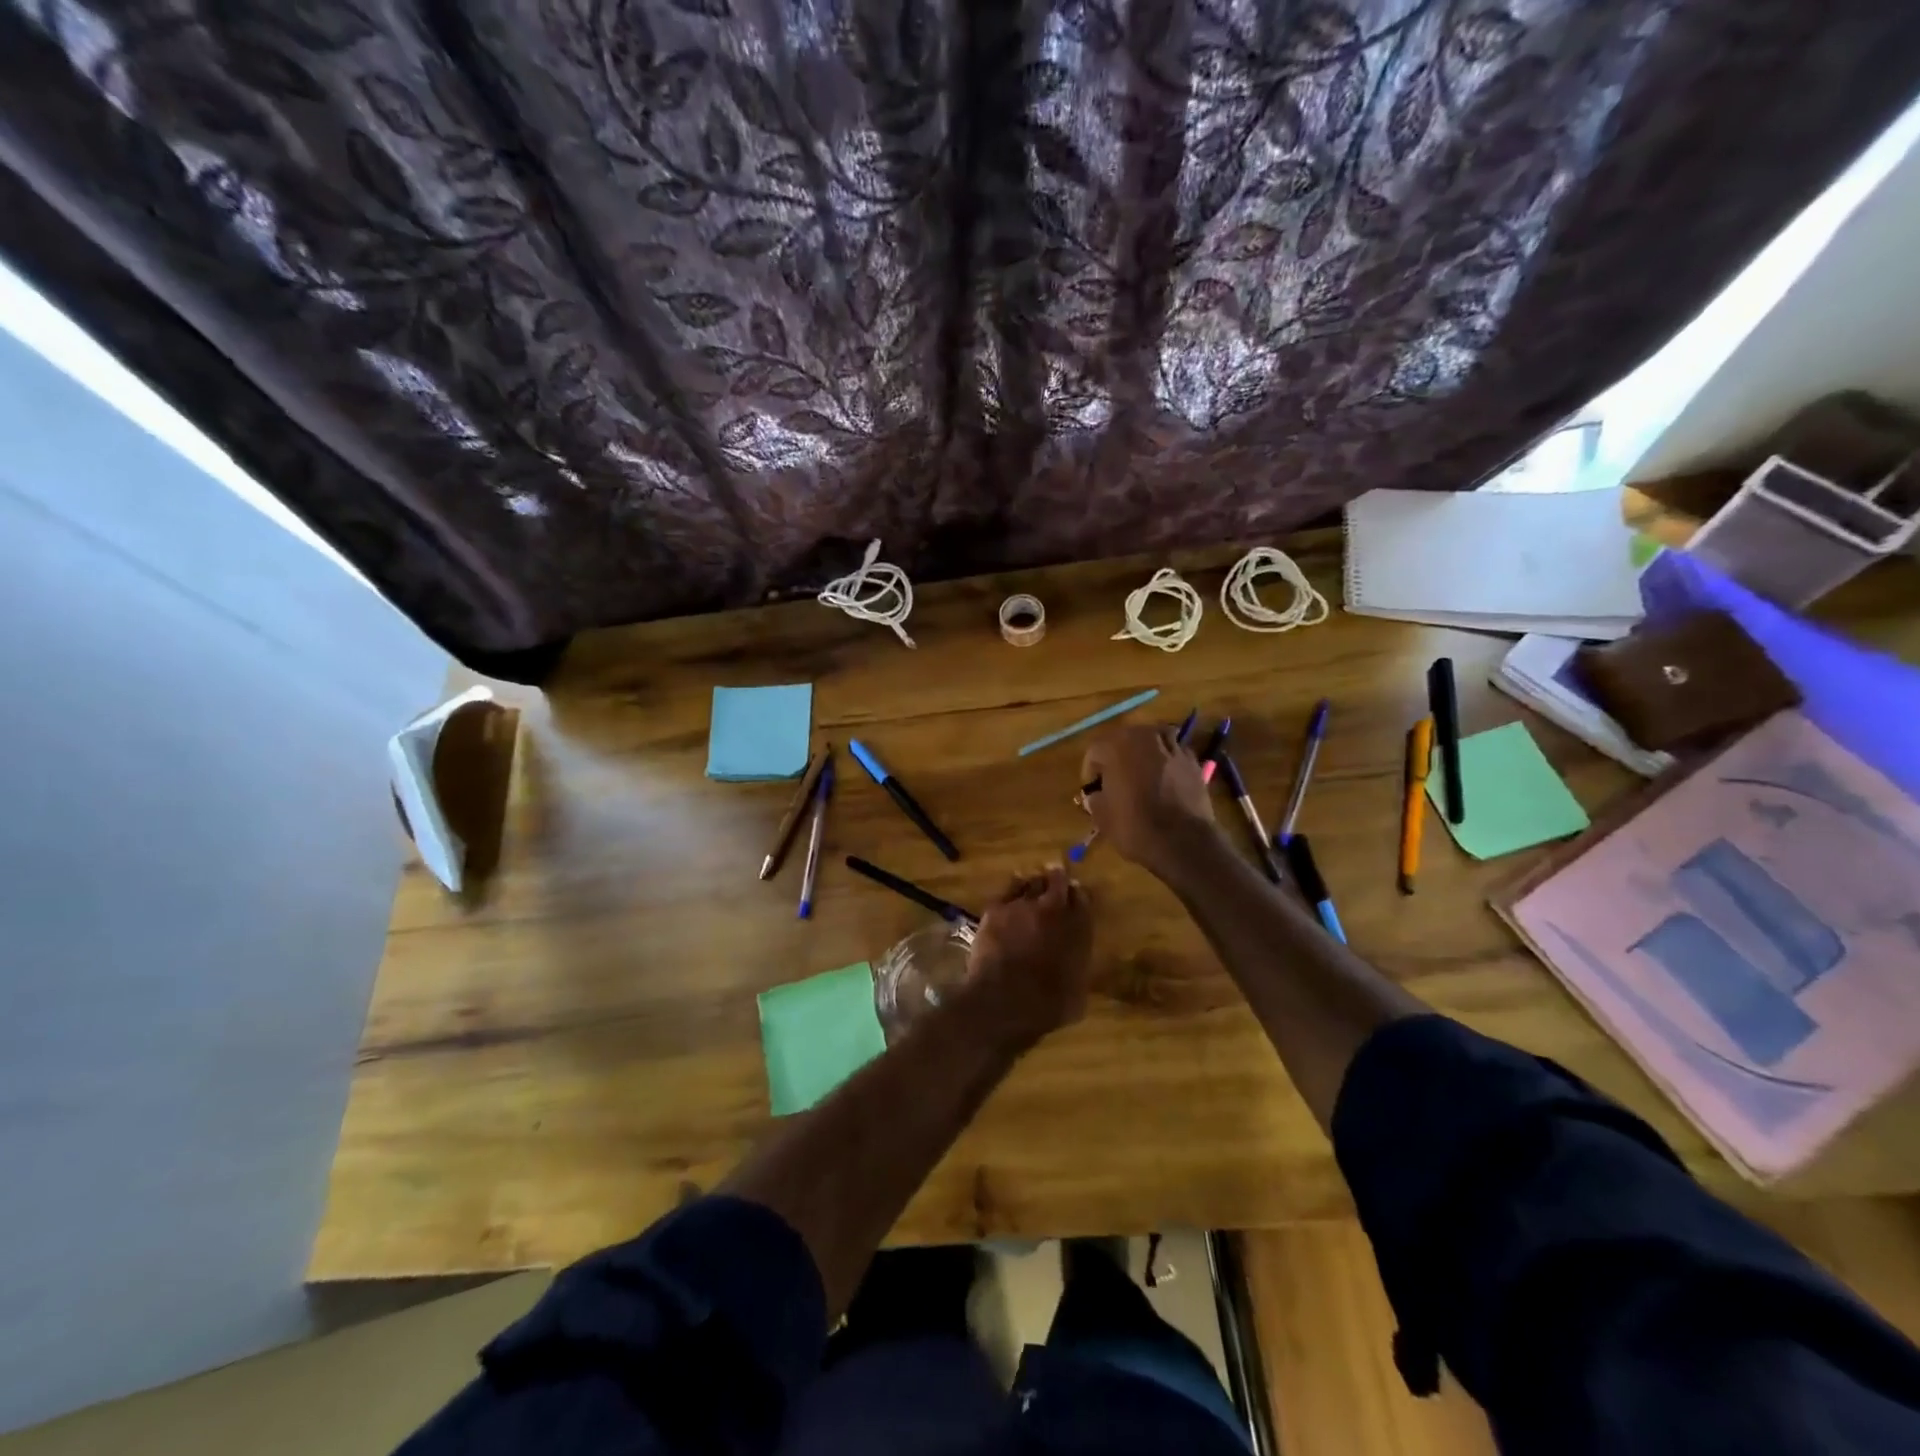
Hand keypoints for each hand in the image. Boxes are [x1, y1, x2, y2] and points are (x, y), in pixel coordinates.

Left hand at [963, 867, 1093, 1047]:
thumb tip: (1075, 963)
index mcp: (1079, 930)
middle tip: (1054, 880)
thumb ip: (1078, 967)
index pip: (1083, 901)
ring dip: (1034, 884)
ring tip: (1031, 887)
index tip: (1075, 895)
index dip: (1079, 897)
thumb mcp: (1077, 994)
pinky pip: (1008, 890)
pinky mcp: (997, 909)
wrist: (1005, 1001)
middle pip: (1058, 882)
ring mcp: (1024, 906)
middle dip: (1057, 880)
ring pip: (1032, 882)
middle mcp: (1055, 911)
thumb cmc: (1047, 1006)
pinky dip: (1012, 891)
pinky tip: (1010, 898)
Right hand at [1080, 725, 1216, 878]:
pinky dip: (1168, 759)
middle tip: (1115, 780)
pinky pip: (1175, 751)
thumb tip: (1097, 795)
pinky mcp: (1193, 761)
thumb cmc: (1135, 827)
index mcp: (1116, 747)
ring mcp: (1172, 747)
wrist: (1183, 842)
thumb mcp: (1102, 817)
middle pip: (1125, 738)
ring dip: (1145, 751)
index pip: (1095, 751)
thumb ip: (1095, 799)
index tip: (1093, 790)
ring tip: (1142, 771)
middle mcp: (1144, 738)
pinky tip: (1166, 777)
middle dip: (1118, 756)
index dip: (1091, 771)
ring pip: (1153, 738)